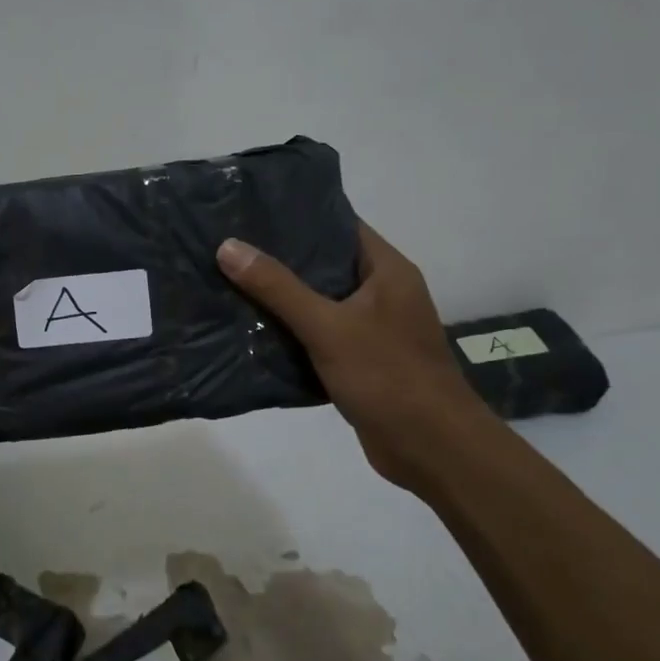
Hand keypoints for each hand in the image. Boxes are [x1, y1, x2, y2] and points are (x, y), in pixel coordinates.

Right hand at [216, 222, 495, 490]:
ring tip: (231, 282)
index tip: (252, 211)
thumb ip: (278, 288)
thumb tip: (228, 246)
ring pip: (320, 303)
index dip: (299, 216)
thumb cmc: (387, 376)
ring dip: (282, 299)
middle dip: (280, 259)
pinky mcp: (361, 361)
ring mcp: (373, 329)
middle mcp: (383, 293)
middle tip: (230, 248)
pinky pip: (320, 336)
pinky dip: (291, 333)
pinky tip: (253, 330)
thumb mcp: (327, 326)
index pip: (340, 225)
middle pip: (325, 264)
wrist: (431, 449)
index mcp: (387, 271)